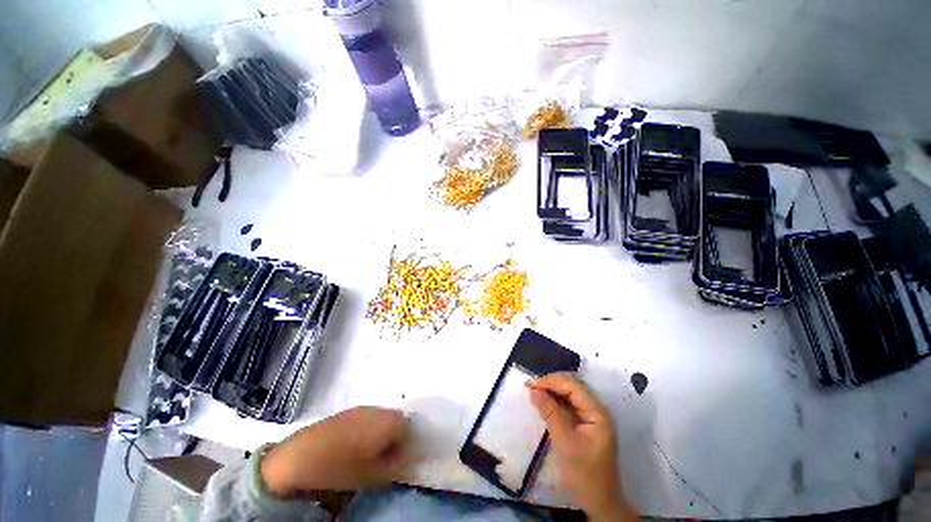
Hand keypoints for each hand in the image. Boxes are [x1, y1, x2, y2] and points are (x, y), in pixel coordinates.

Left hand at [261, 406, 409, 497]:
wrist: (299, 456)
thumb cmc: (340, 468)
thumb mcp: (373, 476)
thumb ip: (396, 466)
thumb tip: (408, 459)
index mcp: (388, 422)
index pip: (409, 429)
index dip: (407, 446)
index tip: (397, 462)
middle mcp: (379, 409)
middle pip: (396, 421)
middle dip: (394, 439)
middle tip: (384, 459)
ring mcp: (362, 408)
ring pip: (382, 419)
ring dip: (381, 434)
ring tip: (368, 454)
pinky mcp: (348, 411)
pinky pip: (368, 418)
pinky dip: (368, 430)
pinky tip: (354, 446)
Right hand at [527, 373, 636, 521]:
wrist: (598, 503)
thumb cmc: (583, 474)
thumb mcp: (564, 442)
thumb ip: (550, 413)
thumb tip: (534, 390)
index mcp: (597, 413)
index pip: (573, 386)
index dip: (551, 381)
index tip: (531, 384)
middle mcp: (597, 410)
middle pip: (572, 387)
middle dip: (551, 384)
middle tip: (530, 387)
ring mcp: (592, 417)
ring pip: (570, 395)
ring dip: (552, 391)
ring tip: (534, 392)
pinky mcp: (586, 424)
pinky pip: (569, 405)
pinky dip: (555, 402)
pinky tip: (544, 403)